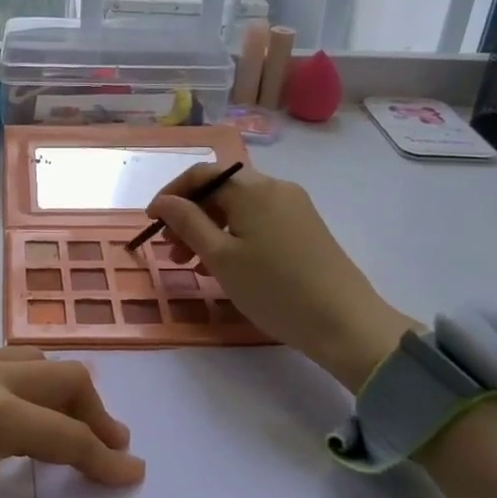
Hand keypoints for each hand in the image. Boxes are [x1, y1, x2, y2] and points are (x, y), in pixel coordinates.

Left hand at [0, 349, 143, 497]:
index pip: (70, 436)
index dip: (106, 460)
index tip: (133, 476)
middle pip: (60, 377)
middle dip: (94, 411)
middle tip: (108, 447)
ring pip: (25, 359)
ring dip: (57, 389)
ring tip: (67, 425)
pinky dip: (19, 380)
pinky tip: (7, 414)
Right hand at [146, 162, 414, 390]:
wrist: (345, 322)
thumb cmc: (274, 289)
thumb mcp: (221, 257)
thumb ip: (188, 223)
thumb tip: (164, 201)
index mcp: (253, 189)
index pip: (201, 175)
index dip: (172, 195)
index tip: (152, 223)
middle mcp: (275, 188)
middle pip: (221, 191)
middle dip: (190, 216)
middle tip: (171, 251)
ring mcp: (295, 208)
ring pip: (239, 209)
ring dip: (210, 230)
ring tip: (194, 266)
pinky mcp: (306, 229)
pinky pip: (259, 222)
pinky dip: (234, 237)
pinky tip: (226, 268)